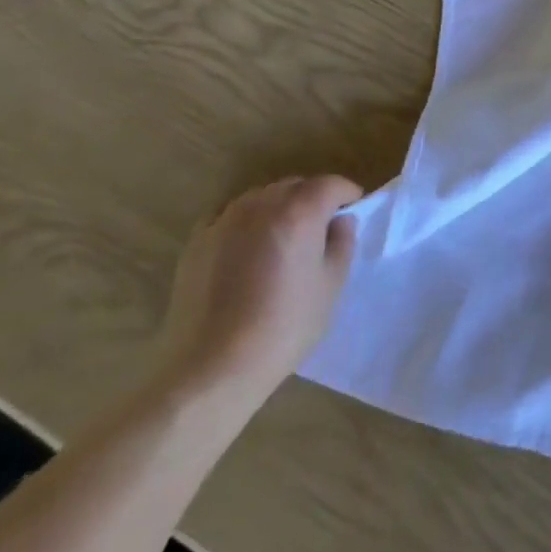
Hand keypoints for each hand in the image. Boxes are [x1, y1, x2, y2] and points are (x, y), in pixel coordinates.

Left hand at [151, 176, 360, 415]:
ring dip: (278, 208)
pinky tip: (248, 249)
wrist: (213, 366)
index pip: (330, 184)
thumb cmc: (285, 325)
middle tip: (321, 228)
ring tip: (283, 239)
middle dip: (313, 198)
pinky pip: (229, 216)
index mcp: (300, 211)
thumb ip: (342, 243)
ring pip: (260, 198)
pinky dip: (246, 222)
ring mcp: (224, 221)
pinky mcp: (197, 242)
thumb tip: (340, 221)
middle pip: (294, 186)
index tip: (353, 210)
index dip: (347, 194)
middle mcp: (261, 205)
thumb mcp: (332, 285)